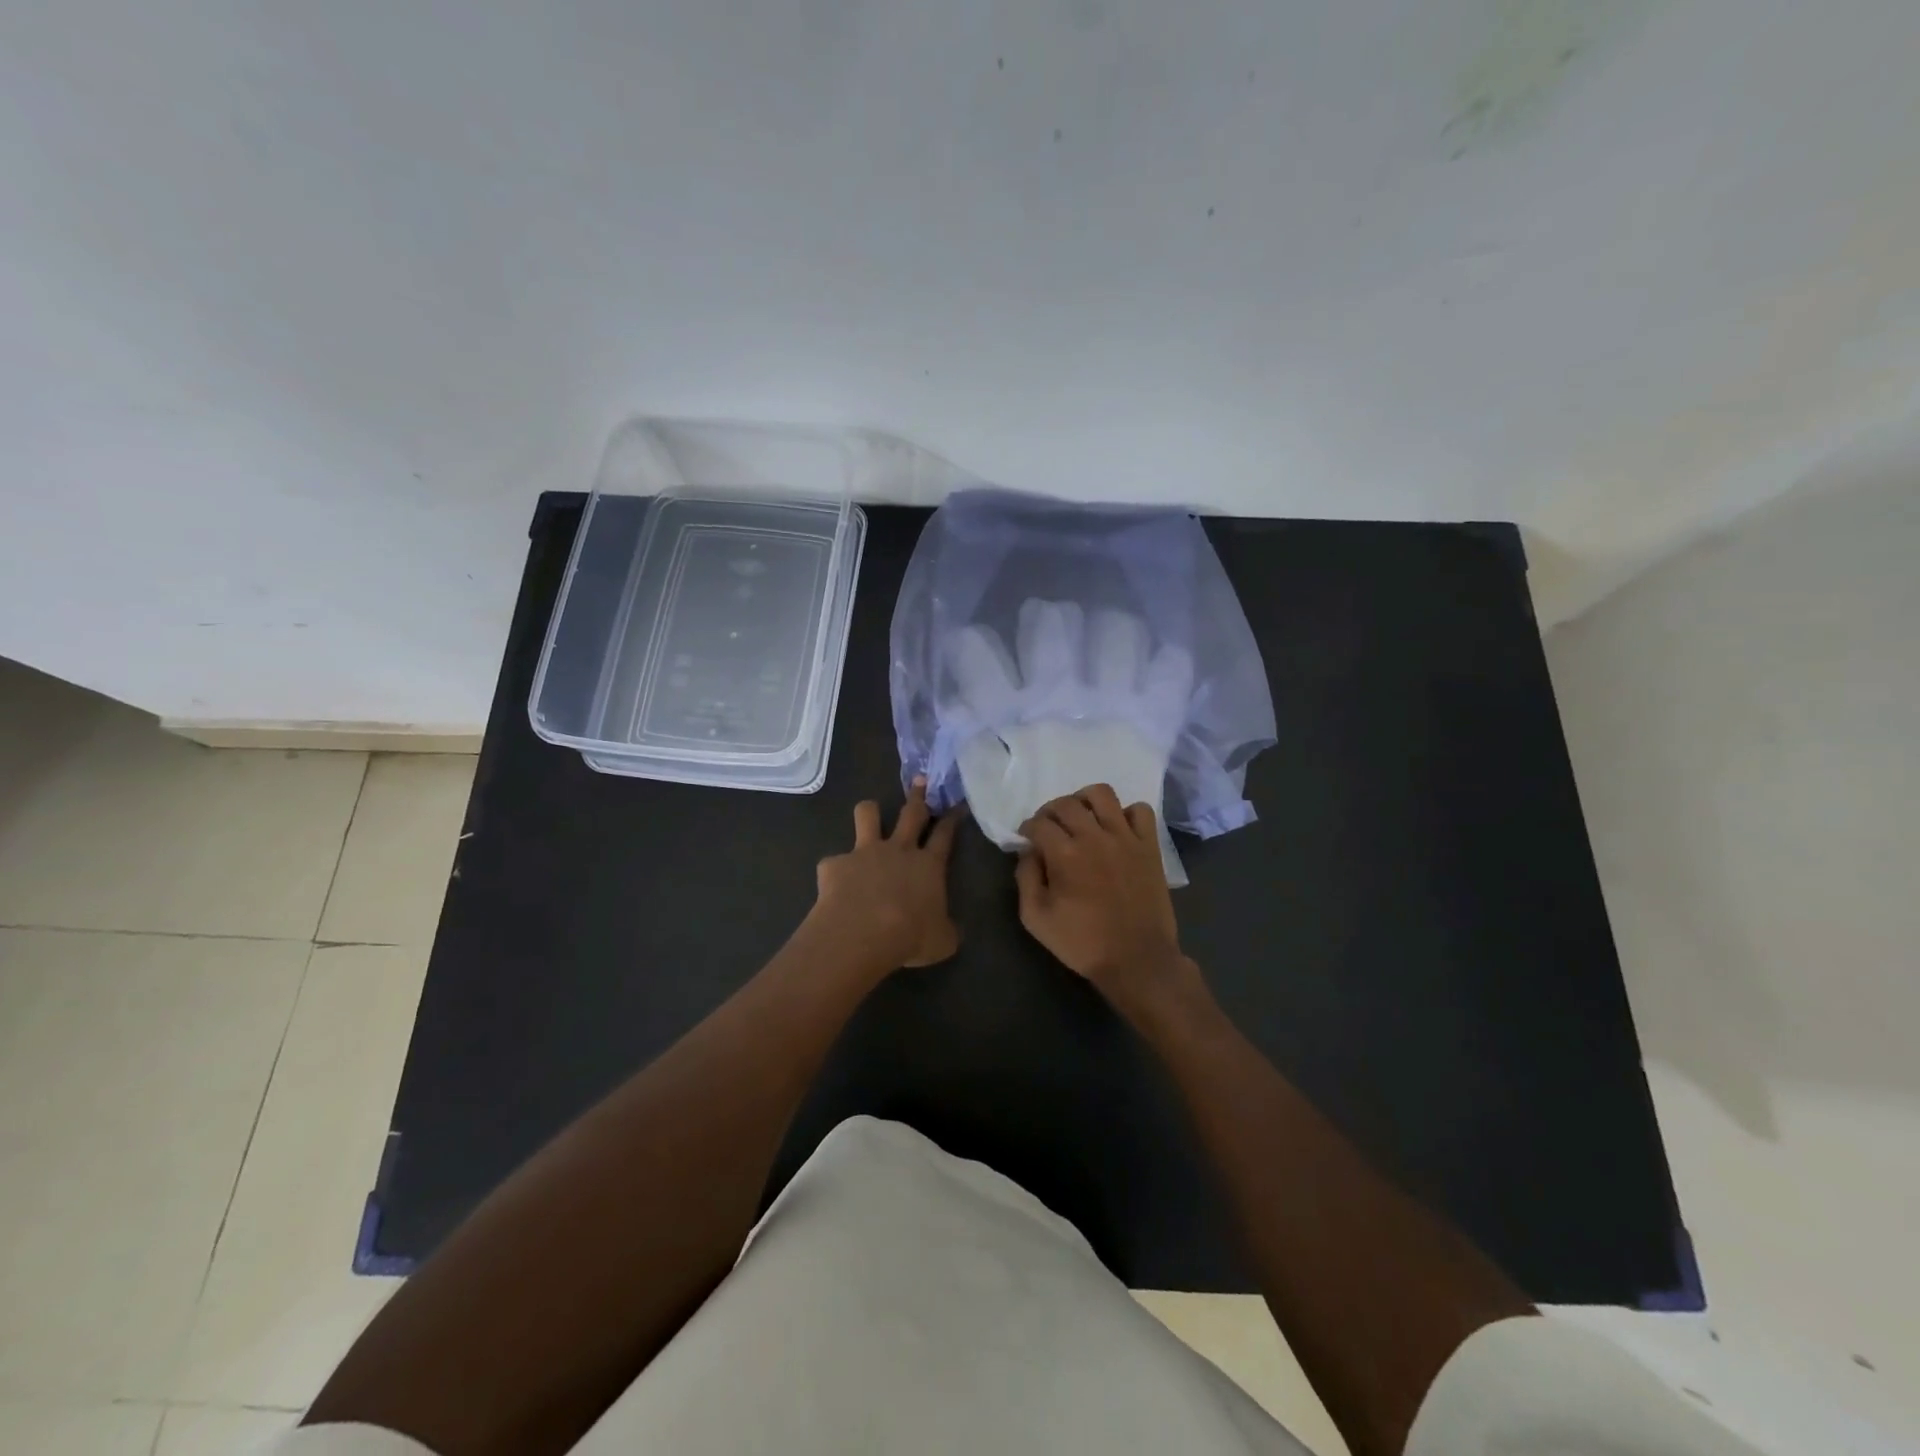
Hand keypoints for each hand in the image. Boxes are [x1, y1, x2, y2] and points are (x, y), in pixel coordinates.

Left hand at [811, 777, 963, 971]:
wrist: (862, 932)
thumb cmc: (910, 936)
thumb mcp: (942, 941)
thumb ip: (946, 929)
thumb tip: (949, 930)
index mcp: (929, 865)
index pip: (945, 835)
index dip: (951, 819)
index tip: (955, 806)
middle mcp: (899, 849)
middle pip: (911, 813)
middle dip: (917, 795)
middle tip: (920, 780)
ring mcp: (865, 852)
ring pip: (868, 814)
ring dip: (870, 811)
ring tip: (870, 812)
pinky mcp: (835, 863)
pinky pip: (834, 861)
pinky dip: (836, 870)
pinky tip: (835, 885)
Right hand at [1015, 784, 1195, 1014]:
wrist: (1137, 959)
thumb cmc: (1082, 942)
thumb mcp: (1036, 918)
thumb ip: (1025, 878)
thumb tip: (1028, 852)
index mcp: (1065, 854)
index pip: (1039, 823)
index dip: (1028, 828)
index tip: (1027, 839)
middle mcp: (1095, 837)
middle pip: (1066, 803)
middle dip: (1050, 811)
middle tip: (1048, 828)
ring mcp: (1126, 838)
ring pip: (1102, 794)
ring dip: (1085, 799)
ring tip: (1081, 817)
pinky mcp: (1149, 846)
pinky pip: (1140, 810)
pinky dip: (1126, 813)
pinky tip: (1117, 829)